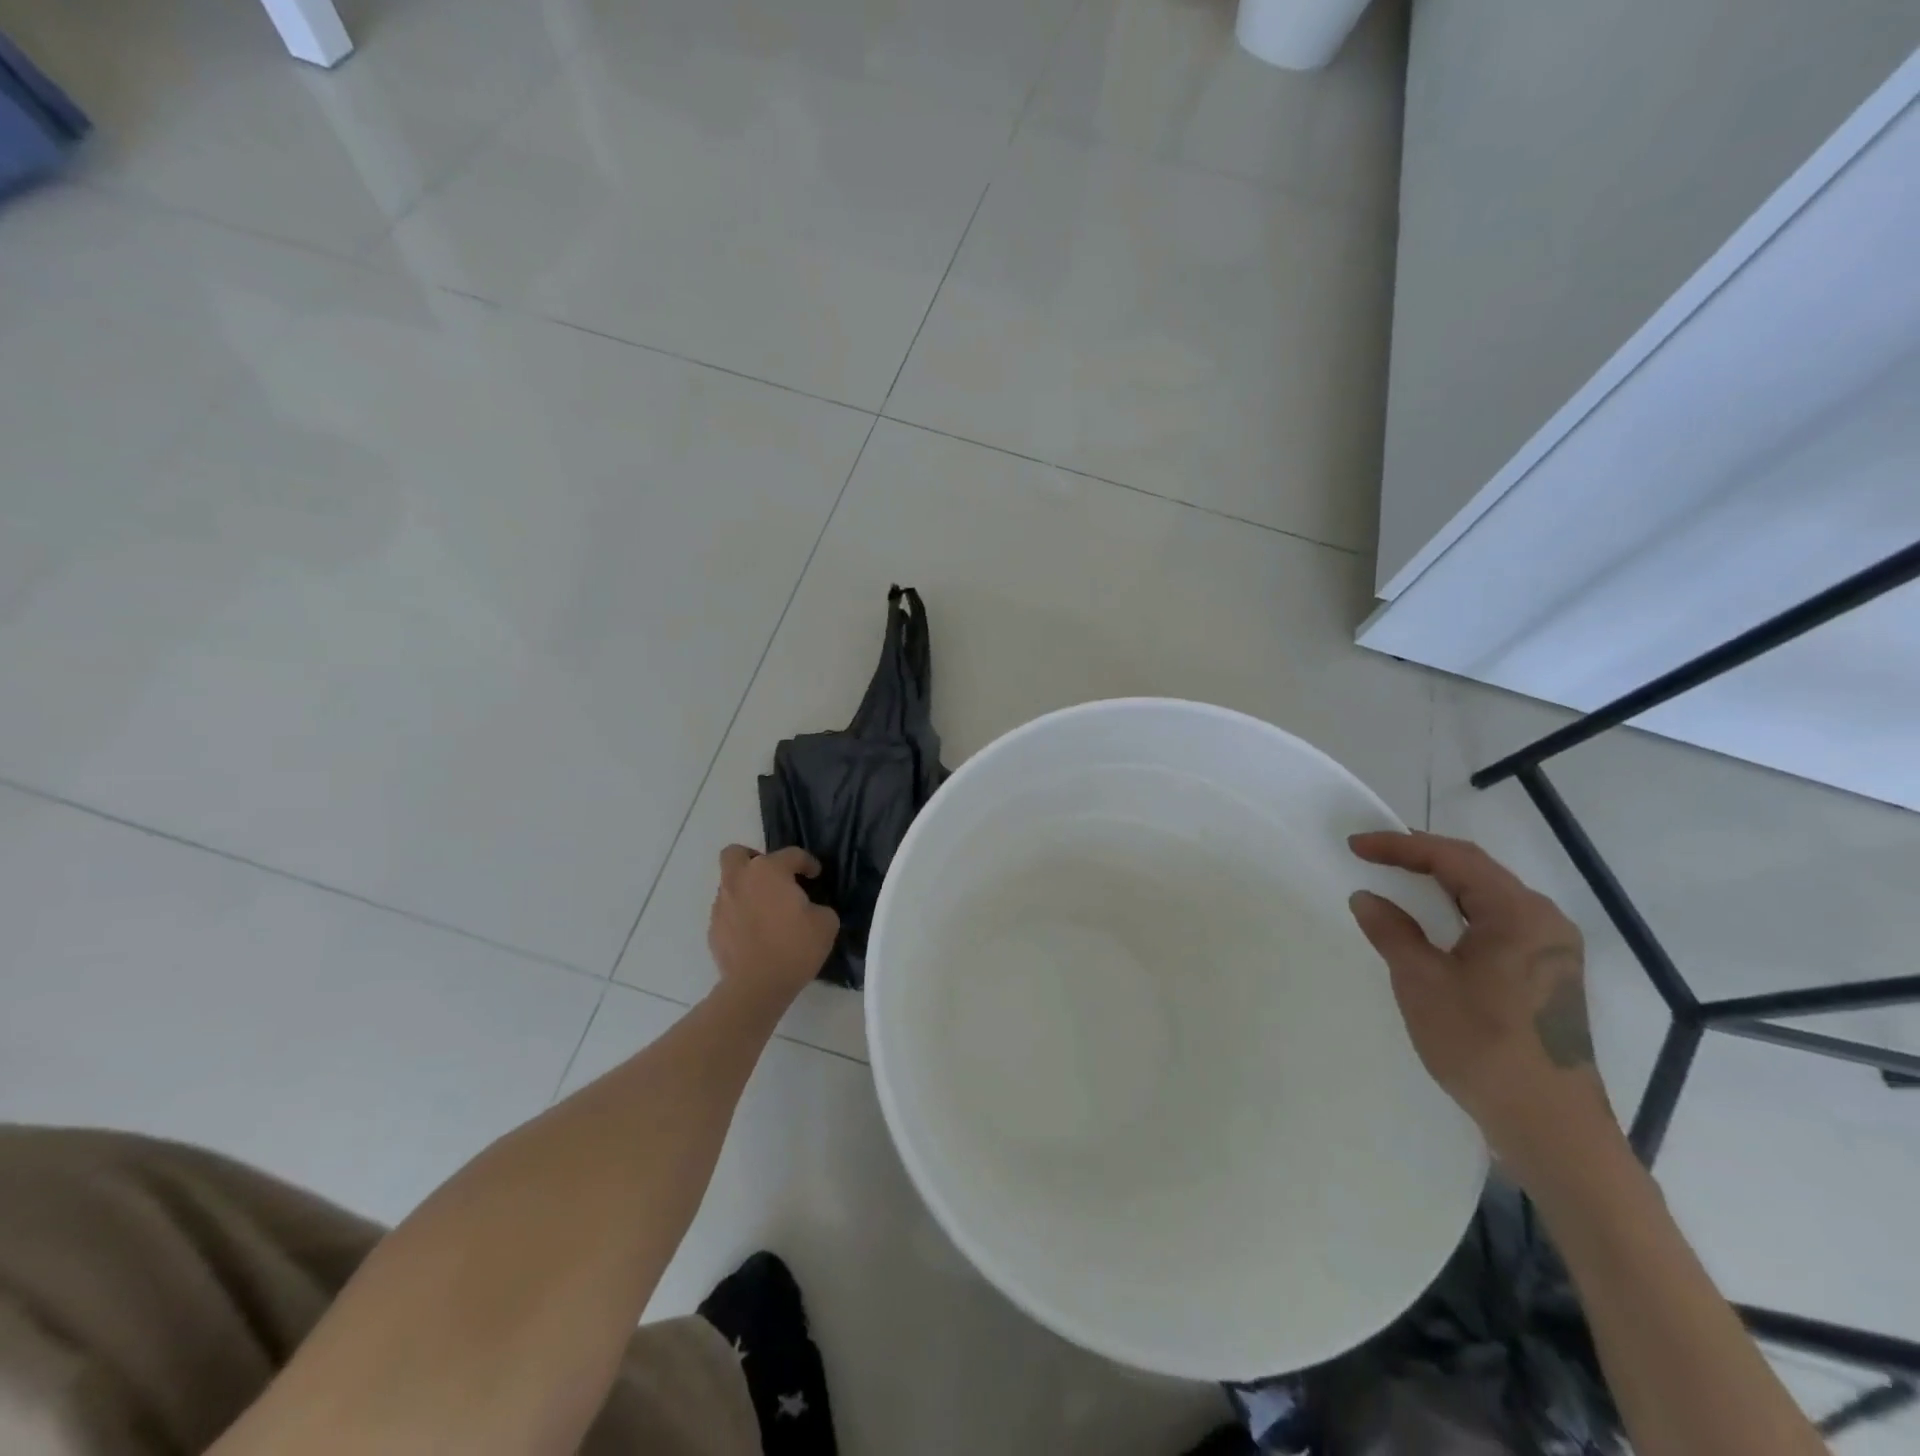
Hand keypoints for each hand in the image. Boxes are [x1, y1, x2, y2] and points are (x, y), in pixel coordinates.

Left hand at [707, 846, 839, 1006]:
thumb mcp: (826, 922)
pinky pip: (728, 912)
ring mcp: (722, 904)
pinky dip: (740, 915)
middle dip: (753, 858)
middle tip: (771, 877)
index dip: (807, 862)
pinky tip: (754, 933)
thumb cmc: (794, 948)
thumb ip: (818, 906)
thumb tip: (807, 908)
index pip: (791, 854)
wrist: (756, 987)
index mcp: (769, 871)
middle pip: (736, 854)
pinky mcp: (713, 929)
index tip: (815, 875)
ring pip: (730, 884)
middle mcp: (740, 880)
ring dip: (747, 891)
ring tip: (766, 912)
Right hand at [1346, 831, 1617, 1182]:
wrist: (1550, 1126)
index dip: (1400, 845)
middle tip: (1373, 855)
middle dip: (1421, 858)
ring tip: (1396, 879)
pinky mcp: (1548, 974)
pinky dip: (1459, 911)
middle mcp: (1544, 922)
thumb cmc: (1482, 1044)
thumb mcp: (1422, 982)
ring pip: (1488, 897)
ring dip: (1440, 884)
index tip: (1356, 845)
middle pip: (1476, 871)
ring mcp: (1552, 950)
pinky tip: (1434, 923)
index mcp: (1519, 914)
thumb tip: (1367, 897)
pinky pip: (1497, 923)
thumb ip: (1392, 931)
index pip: (1453, 859)